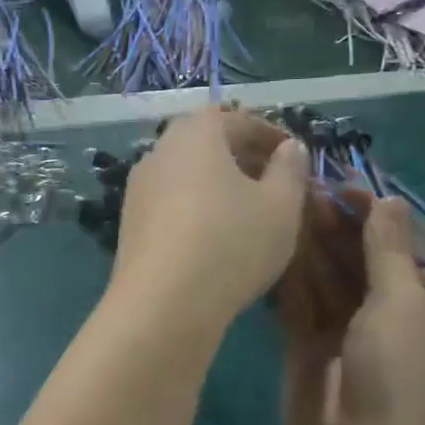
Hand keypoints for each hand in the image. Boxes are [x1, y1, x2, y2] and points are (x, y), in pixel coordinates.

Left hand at [109, 107, 309, 332]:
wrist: (163, 305)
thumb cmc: (231, 244)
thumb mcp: (281, 206)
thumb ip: (290, 170)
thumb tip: (289, 148)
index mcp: (196, 133)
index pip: (237, 119)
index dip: (270, 135)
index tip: (294, 157)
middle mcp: (160, 151)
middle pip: (207, 143)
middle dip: (242, 158)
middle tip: (273, 182)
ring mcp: (138, 188)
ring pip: (187, 174)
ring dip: (218, 185)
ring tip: (248, 212)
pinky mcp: (130, 223)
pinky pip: (171, 203)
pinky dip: (196, 208)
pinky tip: (215, 237)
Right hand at [283, 198, 424, 424]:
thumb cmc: (399, 377)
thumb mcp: (404, 304)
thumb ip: (389, 250)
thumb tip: (390, 199)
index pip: (402, 249)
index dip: (374, 217)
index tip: (341, 186)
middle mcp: (390, 317)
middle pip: (361, 260)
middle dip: (336, 227)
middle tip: (301, 190)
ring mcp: (347, 334)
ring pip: (328, 279)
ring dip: (310, 246)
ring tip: (283, 207)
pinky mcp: (309, 348)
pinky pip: (300, 303)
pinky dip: (291, 276)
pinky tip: (273, 244)